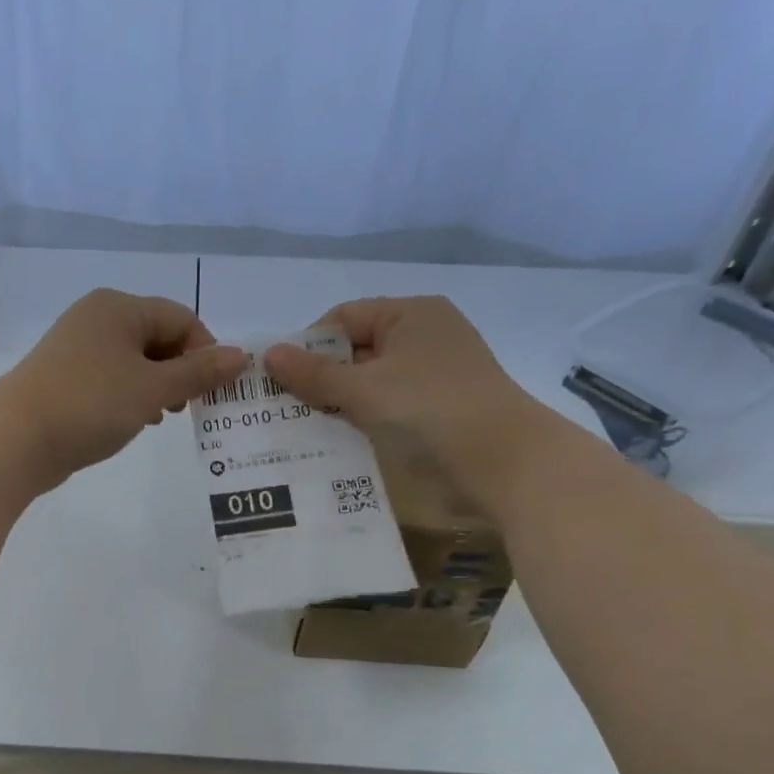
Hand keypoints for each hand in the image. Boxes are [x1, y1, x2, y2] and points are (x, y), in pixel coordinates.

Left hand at [0, 289, 247, 489]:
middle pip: (158, 336)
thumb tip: (242, 356)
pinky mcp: (65, 376)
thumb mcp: (153, 389)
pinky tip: (136, 420)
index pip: (182, 318)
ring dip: (158, 386)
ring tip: (162, 417)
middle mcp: (97, 318)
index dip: (205, 352)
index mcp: (119, 308)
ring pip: (135, 360)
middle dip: (181, 371)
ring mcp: (77, 347)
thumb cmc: (90, 405)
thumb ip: (199, 373)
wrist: (15, 439)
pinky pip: (112, 377)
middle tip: (188, 408)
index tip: (212, 392)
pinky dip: (131, 395)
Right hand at [263, 297, 557, 510]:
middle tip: (286, 406)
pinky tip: (344, 436)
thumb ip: (314, 374)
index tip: (281, 379)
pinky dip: (368, 413)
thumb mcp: (363, 390)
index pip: (343, 317)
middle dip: (322, 376)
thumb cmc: (428, 409)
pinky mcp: (444, 402)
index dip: (308, 345)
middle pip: (357, 347)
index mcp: (409, 313)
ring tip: (308, 424)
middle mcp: (426, 333)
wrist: (505, 460)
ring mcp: (438, 369)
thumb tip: (268, 354)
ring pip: (373, 377)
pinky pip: (392, 399)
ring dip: (342, 399)